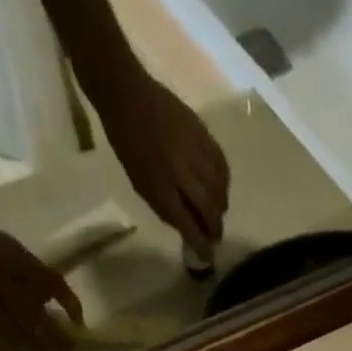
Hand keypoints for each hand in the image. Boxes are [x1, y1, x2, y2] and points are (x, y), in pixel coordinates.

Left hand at [100, 78, 229, 248]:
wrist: (127, 95)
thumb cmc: (129, 145)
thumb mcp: (141, 185)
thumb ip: (166, 207)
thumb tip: (190, 227)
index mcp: (161, 189)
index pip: (190, 226)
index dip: (201, 245)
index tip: (207, 256)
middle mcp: (182, 173)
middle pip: (210, 210)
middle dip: (215, 228)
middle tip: (215, 236)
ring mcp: (195, 152)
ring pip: (220, 189)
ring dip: (221, 206)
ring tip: (217, 211)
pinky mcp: (202, 133)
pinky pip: (222, 165)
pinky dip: (224, 181)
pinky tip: (220, 186)